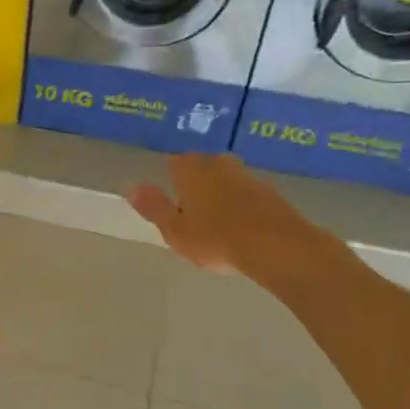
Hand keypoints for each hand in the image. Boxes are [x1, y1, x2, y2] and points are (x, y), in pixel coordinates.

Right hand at [127, 154, 334, 287]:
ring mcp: (247, 175)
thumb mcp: (174, 230)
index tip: (172, 201)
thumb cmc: (216, 239)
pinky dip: (242, 205)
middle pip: (201, 167)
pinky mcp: (271, 192)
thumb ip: (153, 207)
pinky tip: (242, 228)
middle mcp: (218, 164)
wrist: (278, 246)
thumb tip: (131, 186)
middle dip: (195, 184)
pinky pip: (247, 194)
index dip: (170, 179)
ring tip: (217, 223)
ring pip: (226, 179)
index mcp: (190, 170)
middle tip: (192, 213)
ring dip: (220, 194)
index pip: (173, 162)